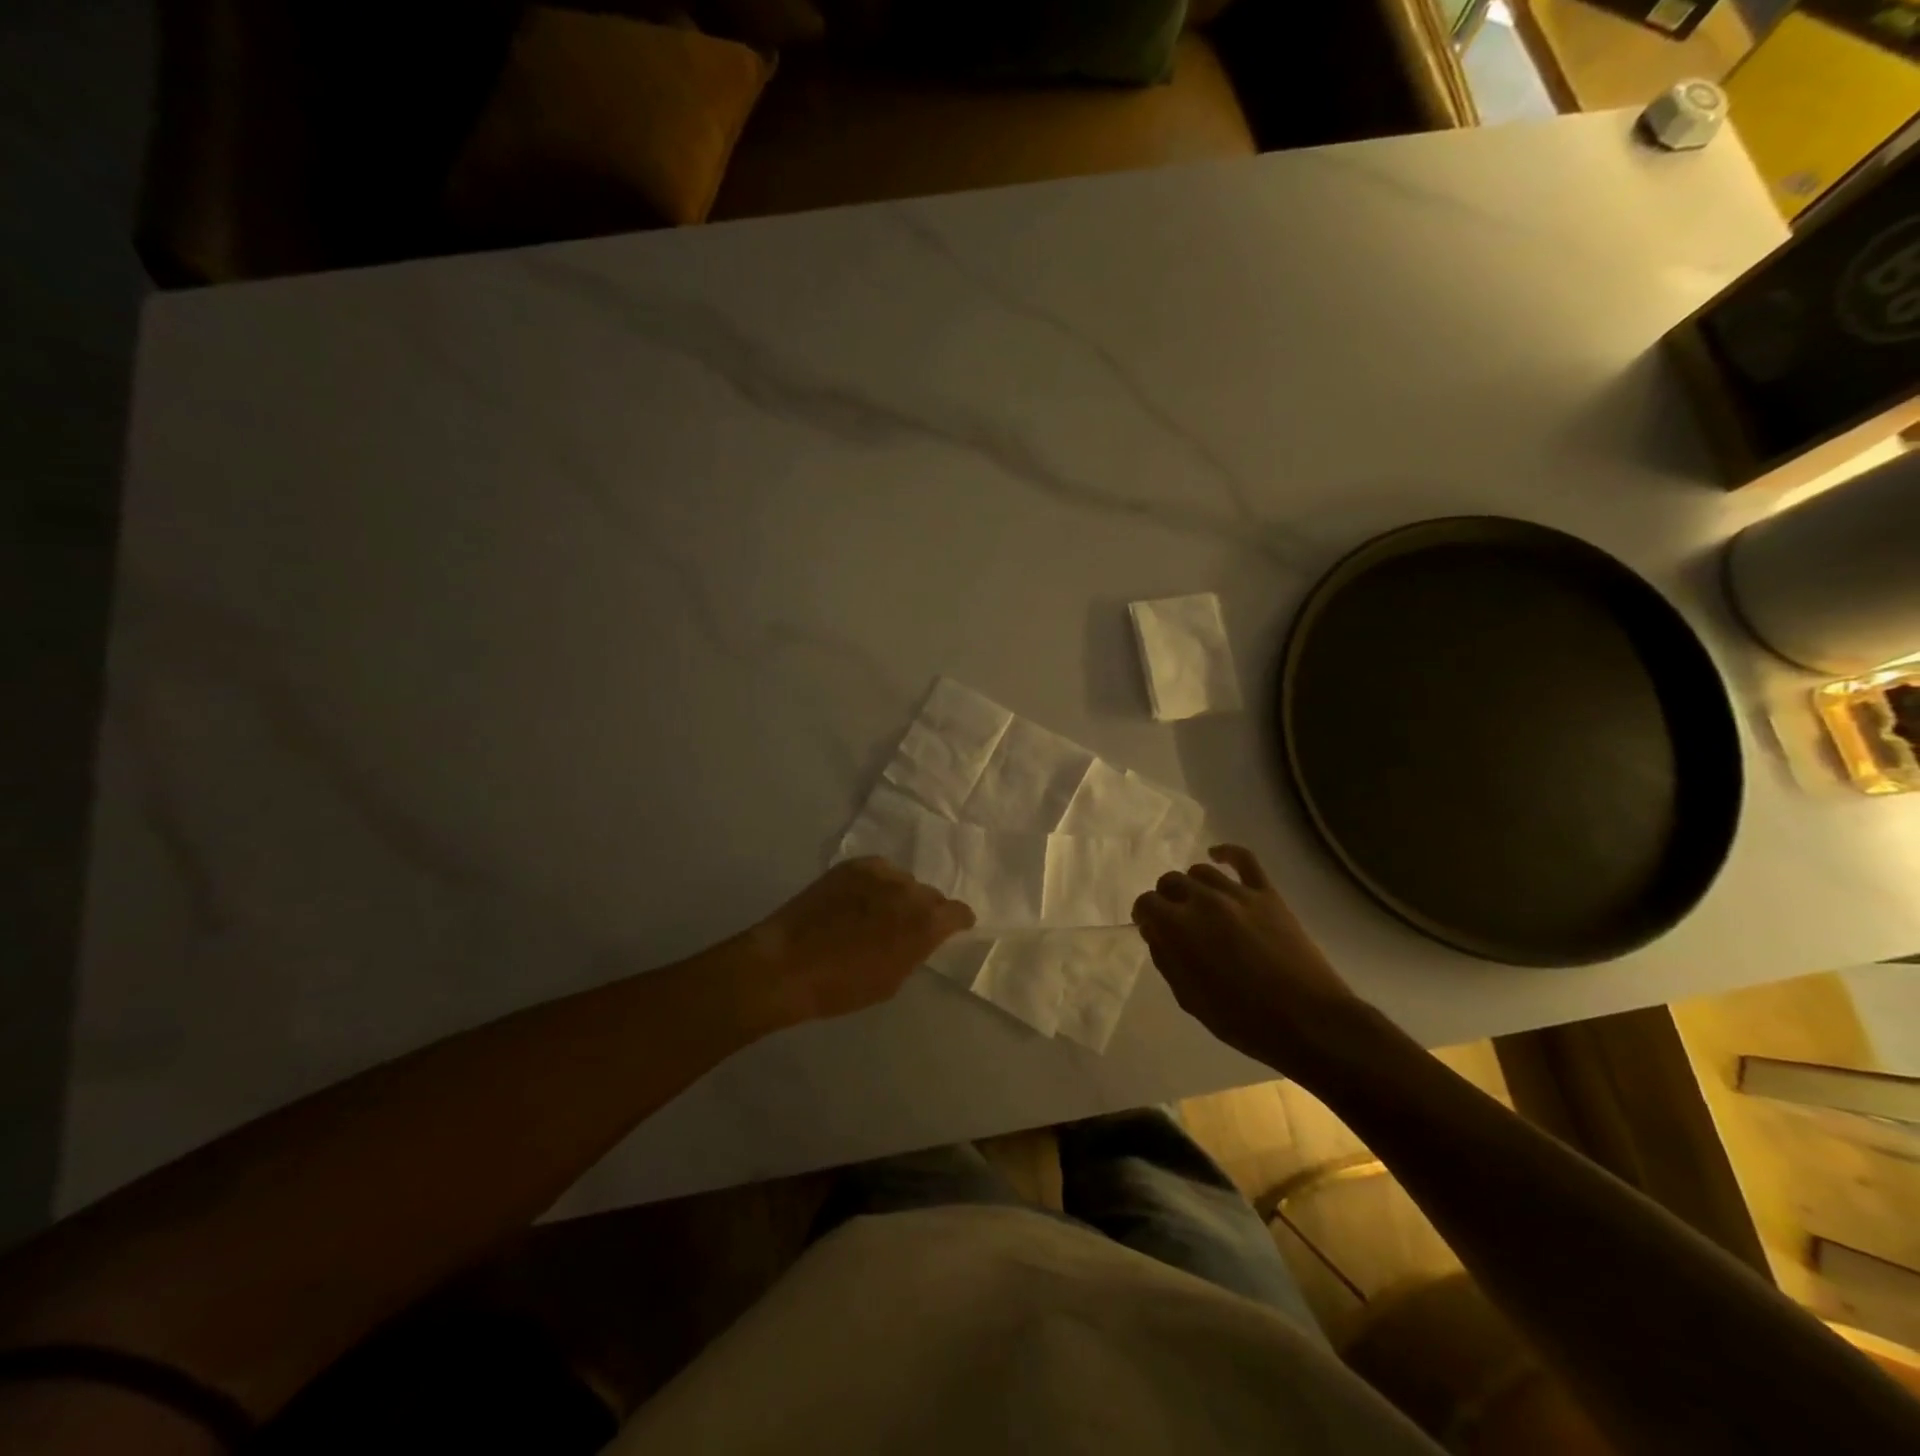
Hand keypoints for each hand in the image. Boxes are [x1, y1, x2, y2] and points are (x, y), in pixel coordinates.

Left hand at [746, 857, 974, 1024]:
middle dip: (924, 911)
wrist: (788, 964)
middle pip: (930, 895)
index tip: (952, 929)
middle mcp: (909, 890)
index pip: (958, 912)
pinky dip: (876, 884)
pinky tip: (859, 899)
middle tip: (906, 927)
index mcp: (926, 923)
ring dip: (898, 895)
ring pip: (903, 881)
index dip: (957, 922)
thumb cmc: (843, 986)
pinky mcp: (853, 865)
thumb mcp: (892, 980)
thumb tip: (920, 937)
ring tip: (877, 912)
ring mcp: (880, 873)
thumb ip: (915, 950)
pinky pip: (878, 871)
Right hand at [1132, 845, 1364, 1069]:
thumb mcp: (1190, 999)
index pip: (1147, 903)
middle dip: (1165, 899)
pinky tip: (1217, 856)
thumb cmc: (1243, 1020)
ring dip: (1192, 885)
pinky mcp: (1268, 894)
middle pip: (1171, 882)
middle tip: (1173, 920)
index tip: (1149, 928)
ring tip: (1198, 903)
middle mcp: (1204, 901)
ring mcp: (1238, 894)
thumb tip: (1155, 933)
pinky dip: (1227, 853)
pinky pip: (1245, 859)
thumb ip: (1167, 960)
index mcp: (1179, 928)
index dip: (1143, 915)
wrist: (1309, 1021)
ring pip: (1201, 871)